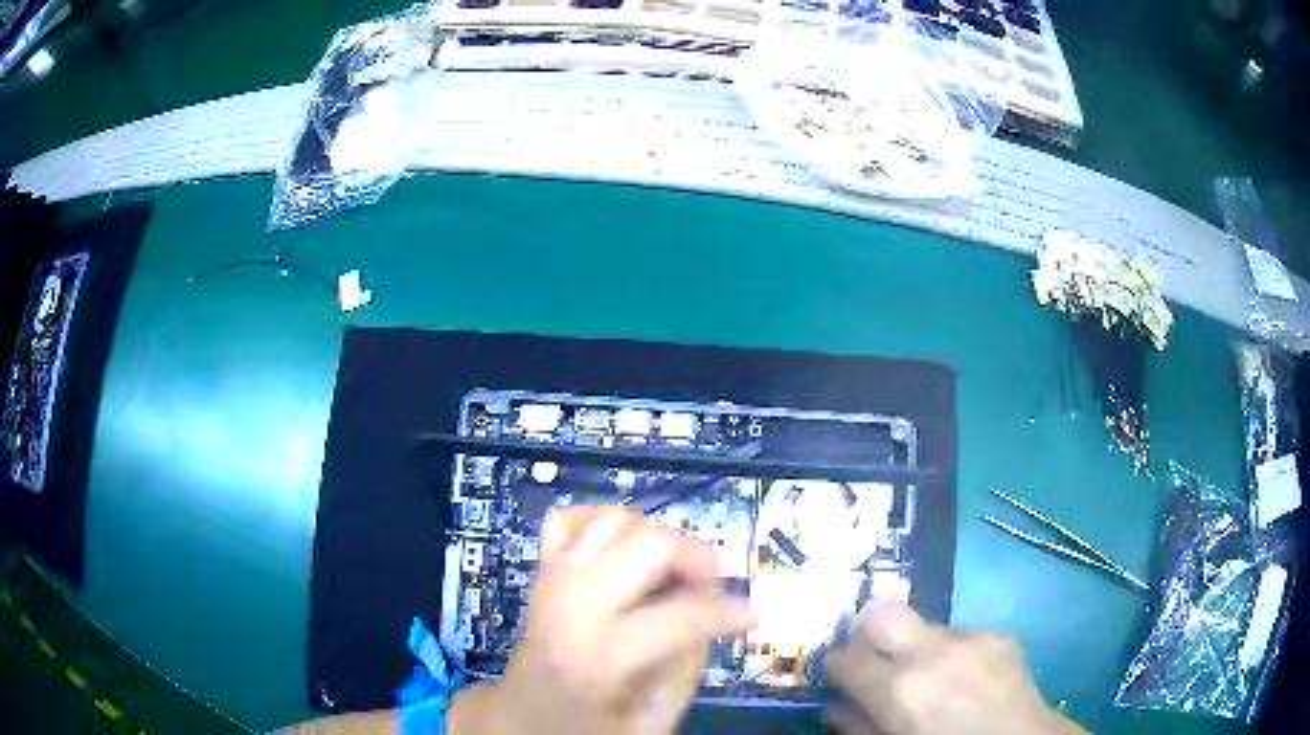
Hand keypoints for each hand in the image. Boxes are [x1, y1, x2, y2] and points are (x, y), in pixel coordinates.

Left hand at [448, 507, 756, 734]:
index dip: (729, 612)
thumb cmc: (585, 729)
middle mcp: (572, 606)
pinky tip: (624, 550)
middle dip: (695, 556)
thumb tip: (706, 622)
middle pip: (647, 545)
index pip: (679, 616)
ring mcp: (551, 581)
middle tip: (713, 586)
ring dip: (655, 538)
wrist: (520, 716)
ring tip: (672, 572)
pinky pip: (569, 518)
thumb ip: (684, 675)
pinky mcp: (541, 571)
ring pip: (614, 521)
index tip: (754, 615)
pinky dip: (602, 522)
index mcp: (599, 658)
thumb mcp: (648, 725)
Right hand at [827, 604, 1086, 734]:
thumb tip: (839, 709)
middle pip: (882, 612)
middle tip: (872, 659)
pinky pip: (961, 636)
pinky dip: (952, 654)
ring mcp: (972, 638)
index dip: (836, 666)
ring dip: (916, 647)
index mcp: (900, 689)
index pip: (846, 657)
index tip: (839, 676)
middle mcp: (934, 652)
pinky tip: (965, 680)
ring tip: (931, 679)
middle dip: (868, 632)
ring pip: (925, 625)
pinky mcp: (1000, 635)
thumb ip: (860, 728)